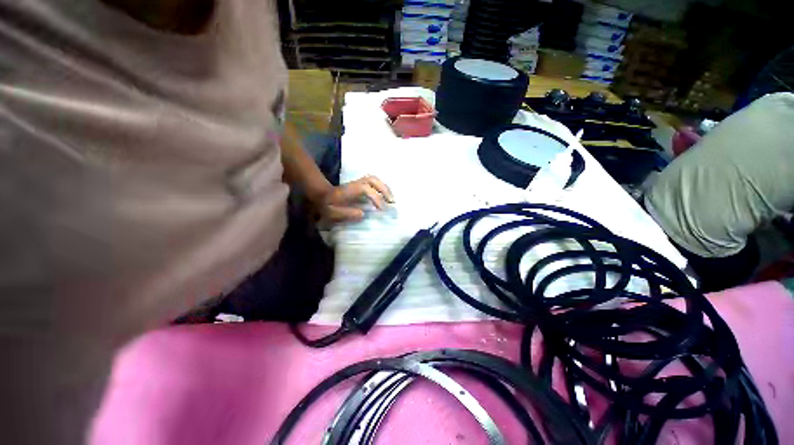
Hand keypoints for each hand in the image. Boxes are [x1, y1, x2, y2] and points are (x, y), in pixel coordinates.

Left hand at [315, 175, 393, 223]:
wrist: (321, 195)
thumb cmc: (326, 205)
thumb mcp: (331, 212)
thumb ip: (345, 213)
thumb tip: (362, 214)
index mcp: (349, 190)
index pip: (366, 189)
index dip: (376, 198)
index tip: (382, 209)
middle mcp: (355, 184)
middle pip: (372, 180)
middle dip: (384, 189)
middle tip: (392, 202)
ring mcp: (358, 183)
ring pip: (374, 179)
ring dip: (384, 187)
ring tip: (391, 199)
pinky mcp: (360, 185)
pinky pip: (373, 182)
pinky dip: (382, 187)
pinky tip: (385, 196)